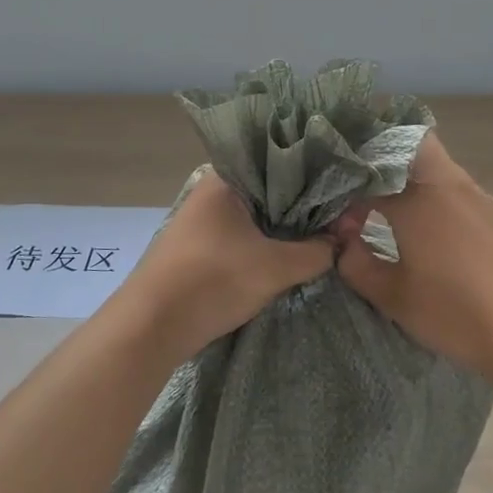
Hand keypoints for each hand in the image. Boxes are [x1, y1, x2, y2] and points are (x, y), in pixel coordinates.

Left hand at [118, 169, 335, 358]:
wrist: (150, 328)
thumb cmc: (213, 281)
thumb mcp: (276, 267)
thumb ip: (316, 251)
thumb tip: (343, 242)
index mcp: (225, 178)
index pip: (279, 163)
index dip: (313, 177)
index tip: (342, 192)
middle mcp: (211, 191)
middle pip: (268, 191)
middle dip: (300, 207)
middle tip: (338, 218)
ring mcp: (201, 220)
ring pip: (254, 217)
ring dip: (281, 229)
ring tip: (320, 237)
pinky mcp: (197, 248)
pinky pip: (240, 237)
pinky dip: (262, 244)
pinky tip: (285, 256)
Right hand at [335, 133, 492, 377]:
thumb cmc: (452, 311)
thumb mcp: (392, 296)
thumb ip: (356, 263)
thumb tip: (344, 242)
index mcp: (416, 200)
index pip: (369, 179)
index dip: (349, 197)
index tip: (345, 225)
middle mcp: (447, 185)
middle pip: (412, 143)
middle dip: (384, 156)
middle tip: (366, 188)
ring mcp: (476, 195)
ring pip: (438, 163)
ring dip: (412, 176)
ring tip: (397, 210)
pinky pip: (458, 187)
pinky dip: (438, 194)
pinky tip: (436, 230)